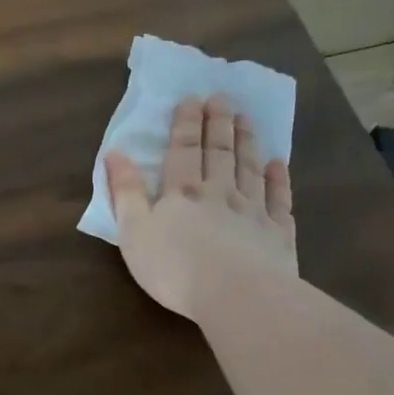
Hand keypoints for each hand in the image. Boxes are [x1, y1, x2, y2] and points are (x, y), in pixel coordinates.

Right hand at [106, 95, 295, 318]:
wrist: (236, 295)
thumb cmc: (174, 267)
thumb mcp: (134, 231)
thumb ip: (126, 192)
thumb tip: (115, 153)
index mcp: (182, 193)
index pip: (183, 151)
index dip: (186, 124)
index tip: (192, 99)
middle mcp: (219, 193)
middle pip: (219, 153)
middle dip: (218, 124)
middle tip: (222, 98)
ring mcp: (252, 212)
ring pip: (249, 169)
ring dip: (247, 142)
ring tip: (246, 119)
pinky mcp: (277, 234)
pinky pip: (278, 199)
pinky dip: (278, 180)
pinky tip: (278, 165)